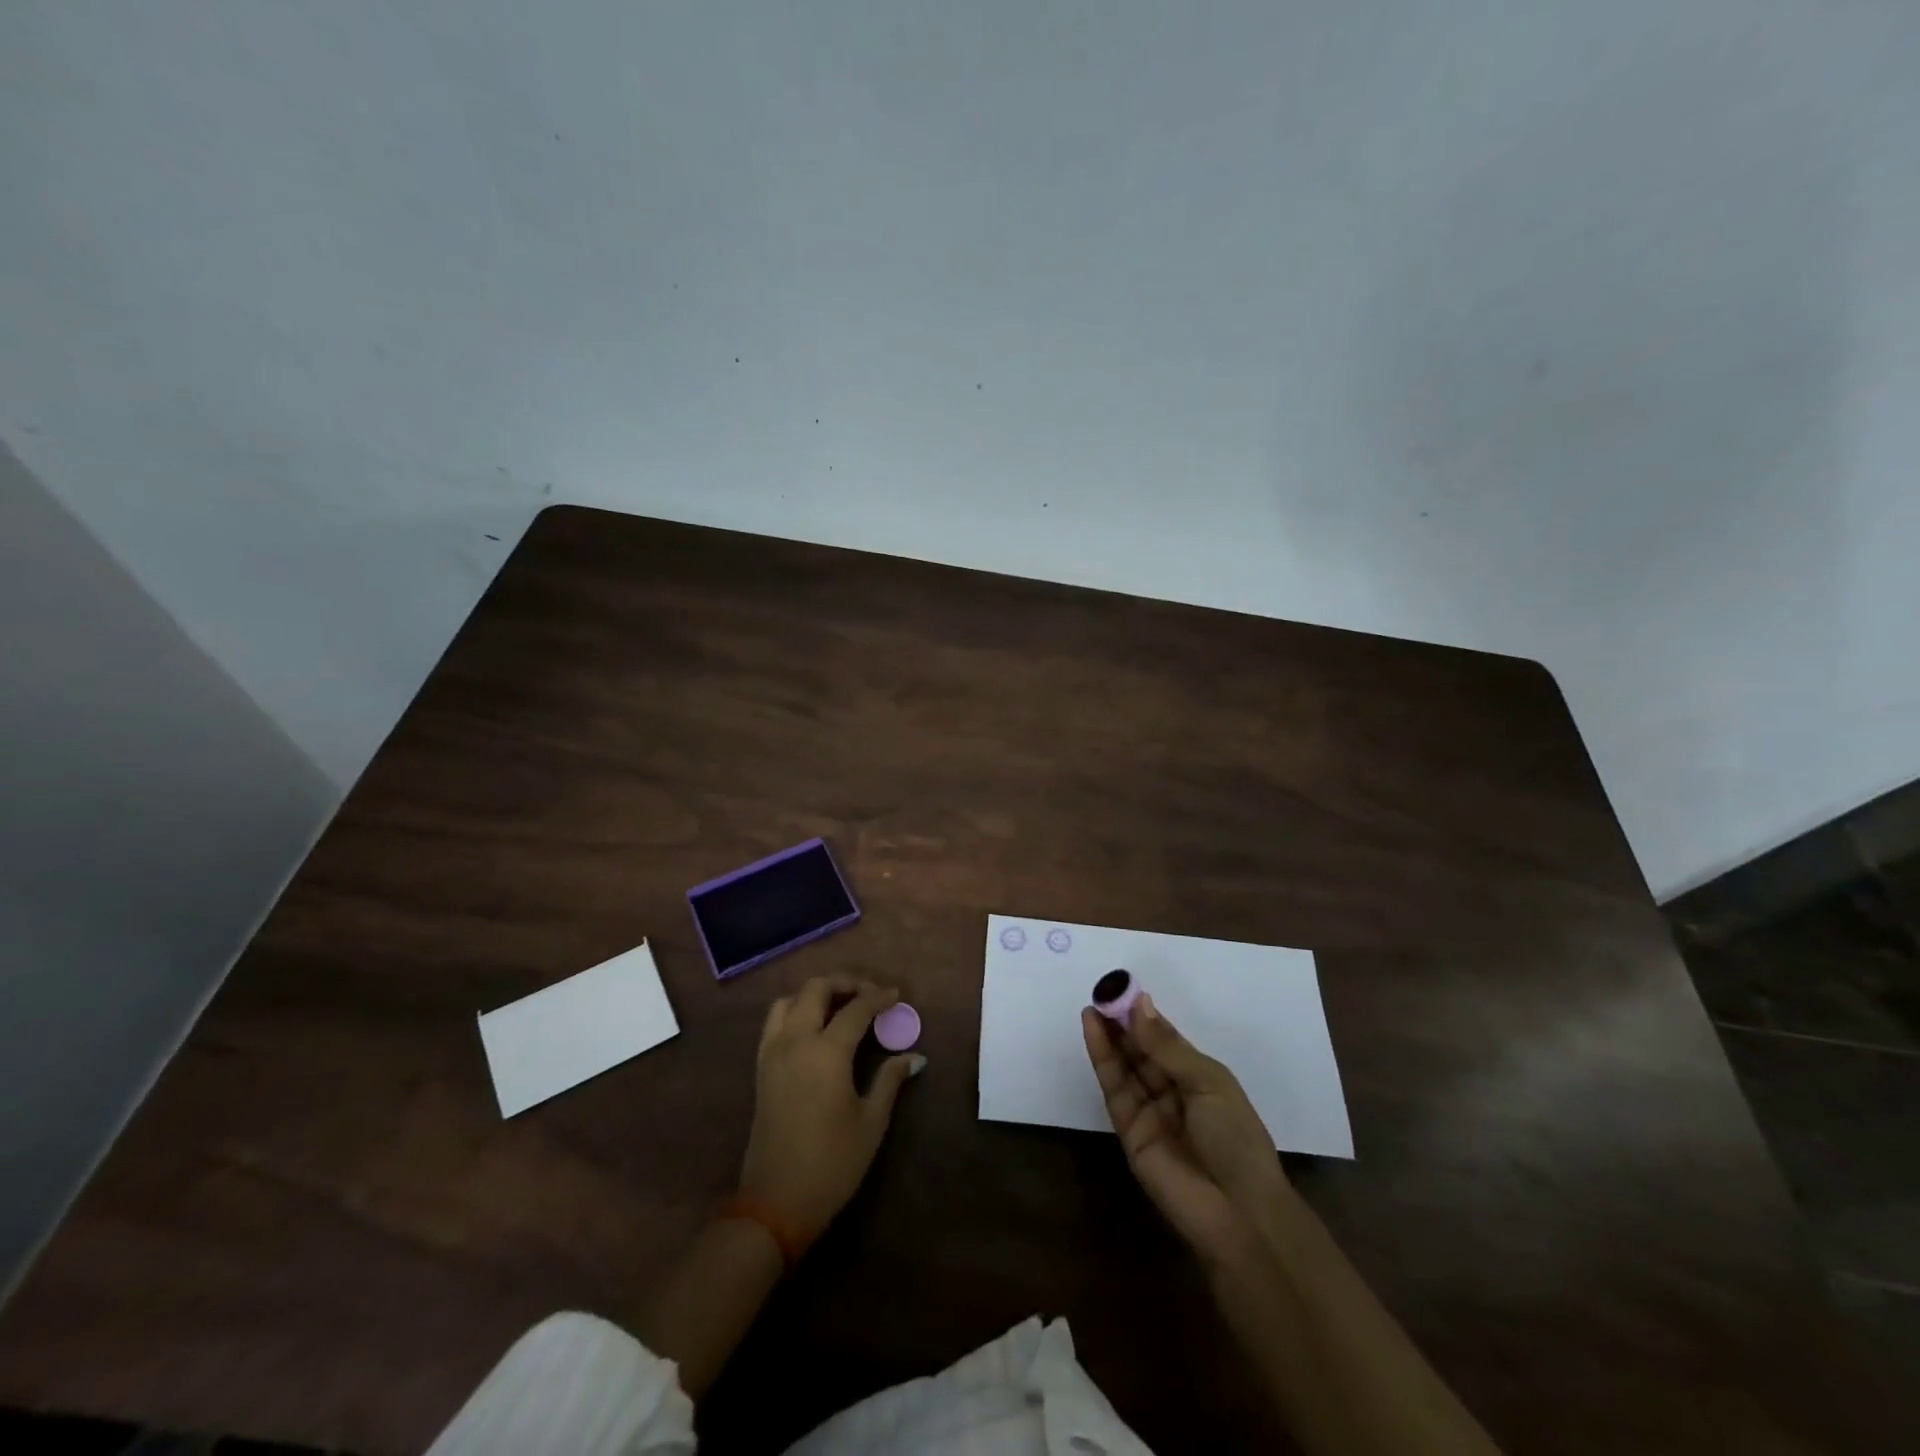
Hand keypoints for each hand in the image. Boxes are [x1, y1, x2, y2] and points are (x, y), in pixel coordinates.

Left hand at [740, 976, 919, 1245]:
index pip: (855, 1009)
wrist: (776, 1203)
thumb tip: (914, 1056)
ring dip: (815, 993)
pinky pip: (774, 1021)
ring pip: (789, 999)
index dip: (878, 997)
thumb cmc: (832, 1163)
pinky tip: (815, 1027)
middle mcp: (795, 1041)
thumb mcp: (871, 1122)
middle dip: (844, 982)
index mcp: (826, 1052)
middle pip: (816, 989)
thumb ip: (890, 1080)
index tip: (896, 995)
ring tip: (840, 1005)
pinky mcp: (761, 1068)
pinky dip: (795, 1009)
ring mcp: (772, 1053)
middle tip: (869, 993)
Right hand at [1082, 993, 1287, 1268]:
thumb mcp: (1208, 1082)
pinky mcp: (1128, 1131)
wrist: (1237, 1213)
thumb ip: (1167, 1046)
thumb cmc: (1236, 1139)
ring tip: (1092, 1004)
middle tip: (1102, 992)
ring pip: (1125, 1066)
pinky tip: (1093, 1030)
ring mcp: (1149, 1112)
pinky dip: (1102, 1058)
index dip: (1146, 1016)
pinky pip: (1113, 1088)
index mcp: (1201, 1078)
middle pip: (1142, 1051)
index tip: (1124, 989)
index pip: (1167, 1040)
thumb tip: (1139, 1004)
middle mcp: (1173, 1092)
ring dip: (1108, 1035)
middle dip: (1123, 1022)